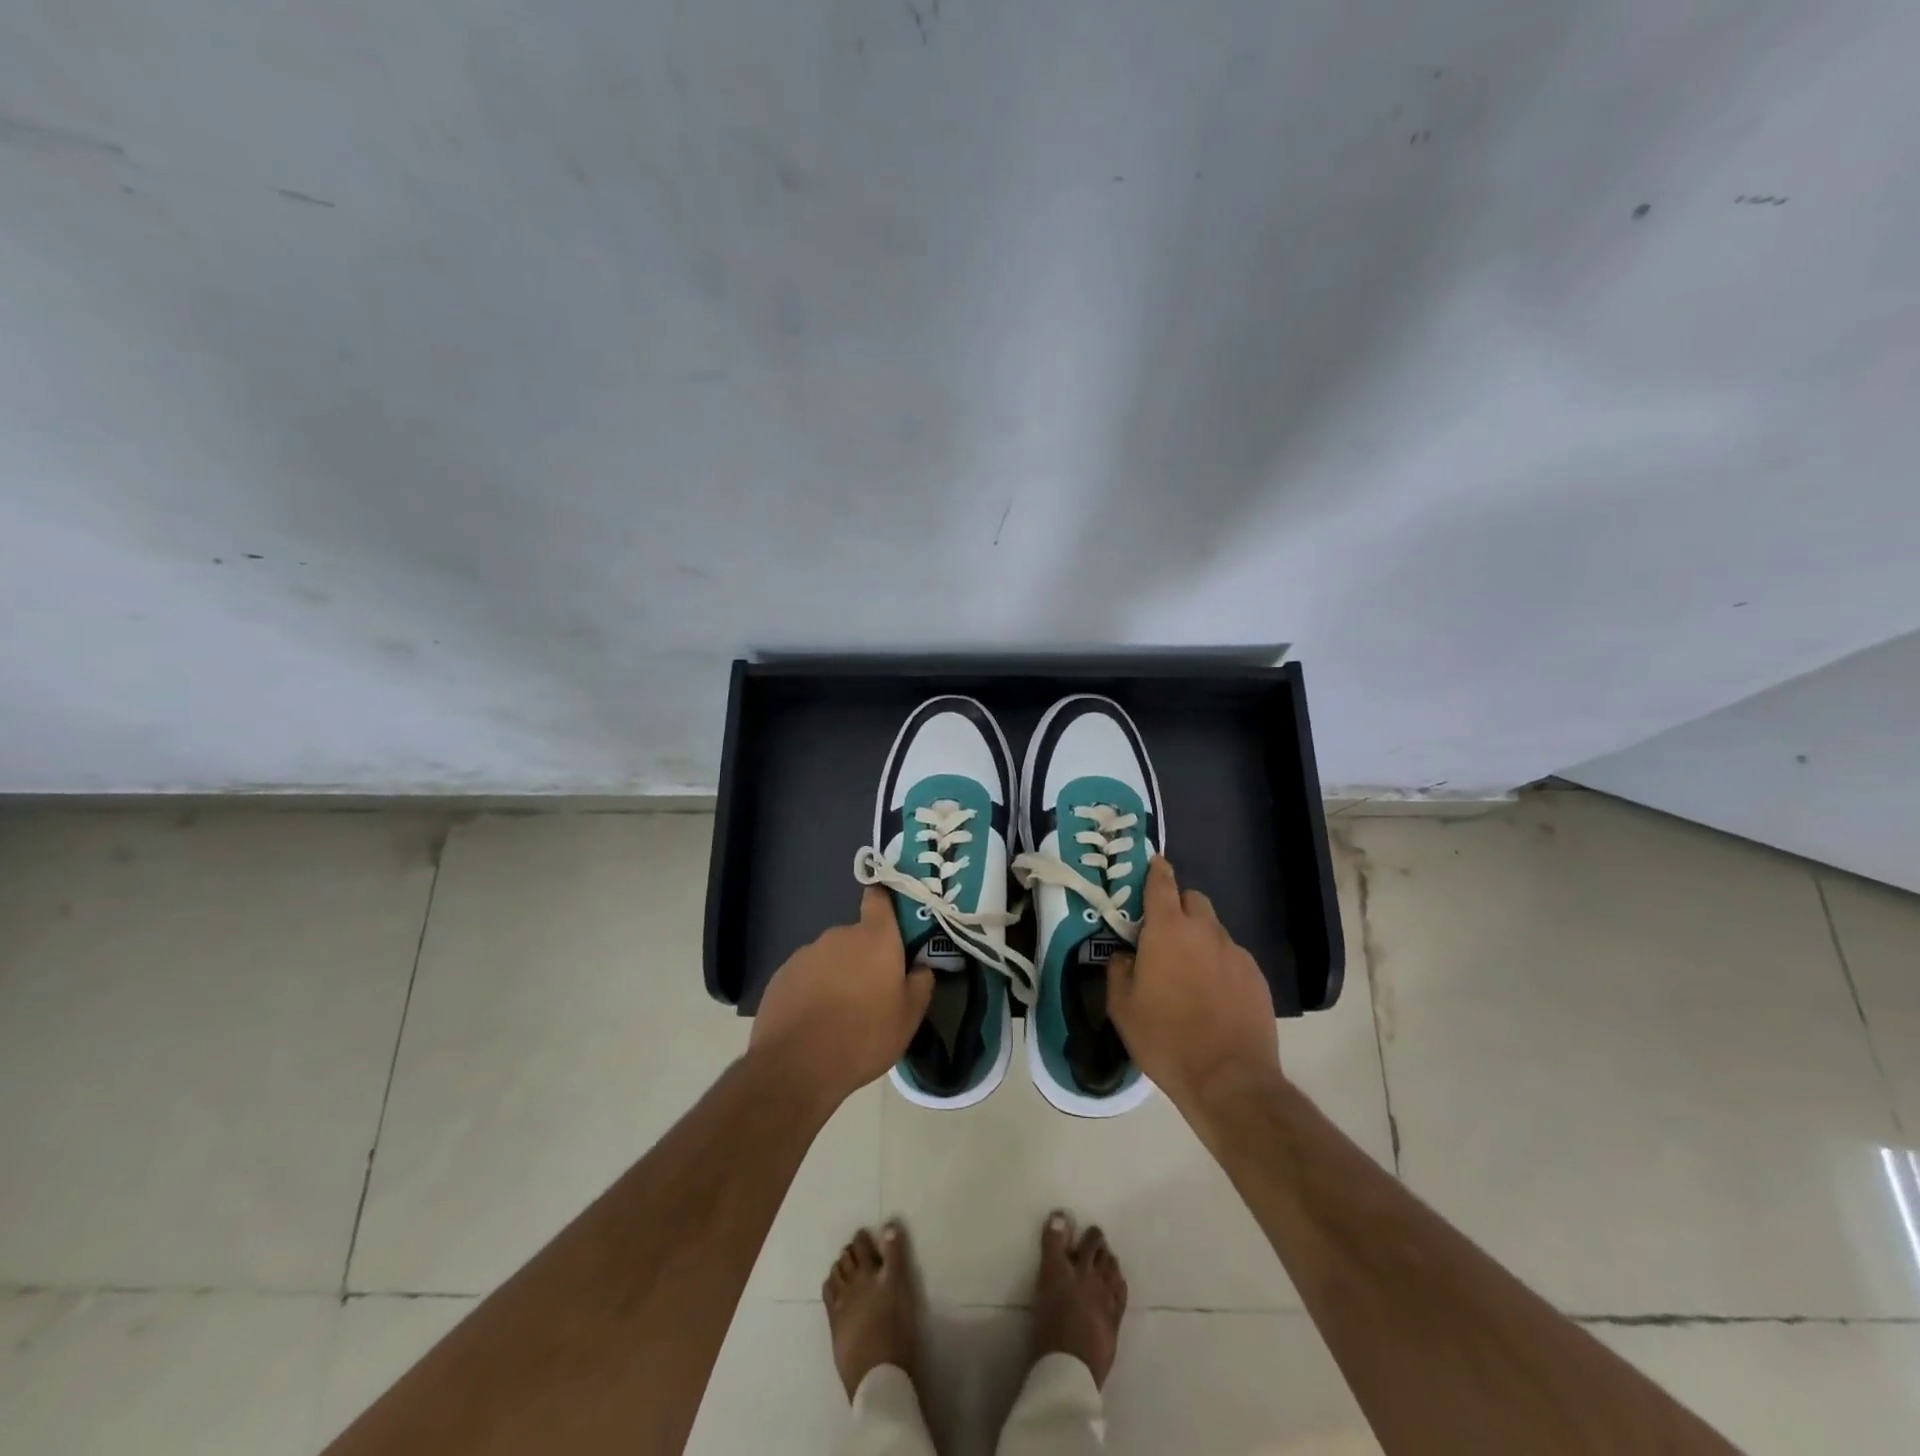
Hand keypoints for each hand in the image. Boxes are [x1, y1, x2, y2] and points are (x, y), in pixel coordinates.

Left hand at [750, 887, 933, 1107]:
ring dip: (838, 974)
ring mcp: (806, 953)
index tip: (893, 918)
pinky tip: (815, 1020)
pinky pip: (807, 974)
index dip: (886, 902)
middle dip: (866, 956)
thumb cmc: (863, 1037)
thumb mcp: (908, 1018)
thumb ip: (921, 984)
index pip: (879, 898)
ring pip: (831, 957)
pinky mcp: (781, 974)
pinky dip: (813, 989)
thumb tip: (921, 967)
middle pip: (858, 936)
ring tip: (841, 1012)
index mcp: (875, 938)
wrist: (795, 1066)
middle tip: (873, 990)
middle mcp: (840, 935)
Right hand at [1108, 856, 1280, 1112]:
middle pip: (1193, 900)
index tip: (1154, 863)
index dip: (1156, 870)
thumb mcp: (1122, 1007)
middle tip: (1164, 934)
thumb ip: (1119, 970)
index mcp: (1167, 930)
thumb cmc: (1165, 1038)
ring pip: (1214, 930)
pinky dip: (1220, 964)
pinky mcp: (1256, 977)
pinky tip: (1214, 996)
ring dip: (1199, 938)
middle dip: (1179, 907)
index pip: (1162, 884)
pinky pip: (1232, 957)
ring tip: (1189, 973)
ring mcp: (1235, 953)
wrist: (1229, 1079)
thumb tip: (1125, 956)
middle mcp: (1204, 931)